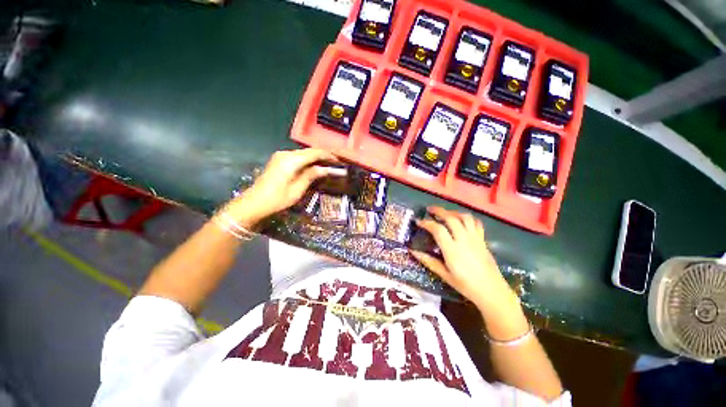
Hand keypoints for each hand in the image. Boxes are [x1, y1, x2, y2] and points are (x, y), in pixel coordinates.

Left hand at [221, 148, 340, 226]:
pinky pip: (297, 158)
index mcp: (291, 160)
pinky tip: (314, 167)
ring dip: (316, 159)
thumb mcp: (297, 189)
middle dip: (323, 156)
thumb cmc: (277, 199)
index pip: (314, 153)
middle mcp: (286, 154)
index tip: (339, 161)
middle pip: (309, 152)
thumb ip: (311, 176)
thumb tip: (325, 169)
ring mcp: (281, 156)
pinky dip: (308, 161)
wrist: (253, 203)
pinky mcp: (278, 161)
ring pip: (304, 154)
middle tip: (335, 164)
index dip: (328, 156)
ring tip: (328, 166)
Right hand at [410, 207, 520, 315]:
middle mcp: (464, 240)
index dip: (426, 223)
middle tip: (430, 210)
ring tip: (445, 214)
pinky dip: (467, 218)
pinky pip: (476, 223)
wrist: (492, 291)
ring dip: (453, 212)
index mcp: (452, 250)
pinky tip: (461, 221)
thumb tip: (412, 251)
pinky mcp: (483, 240)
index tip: (419, 221)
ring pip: (465, 217)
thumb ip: (428, 261)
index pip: (438, 229)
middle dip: (439, 211)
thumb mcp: (444, 275)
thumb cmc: (465, 285)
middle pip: (451, 218)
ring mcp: (475, 238)